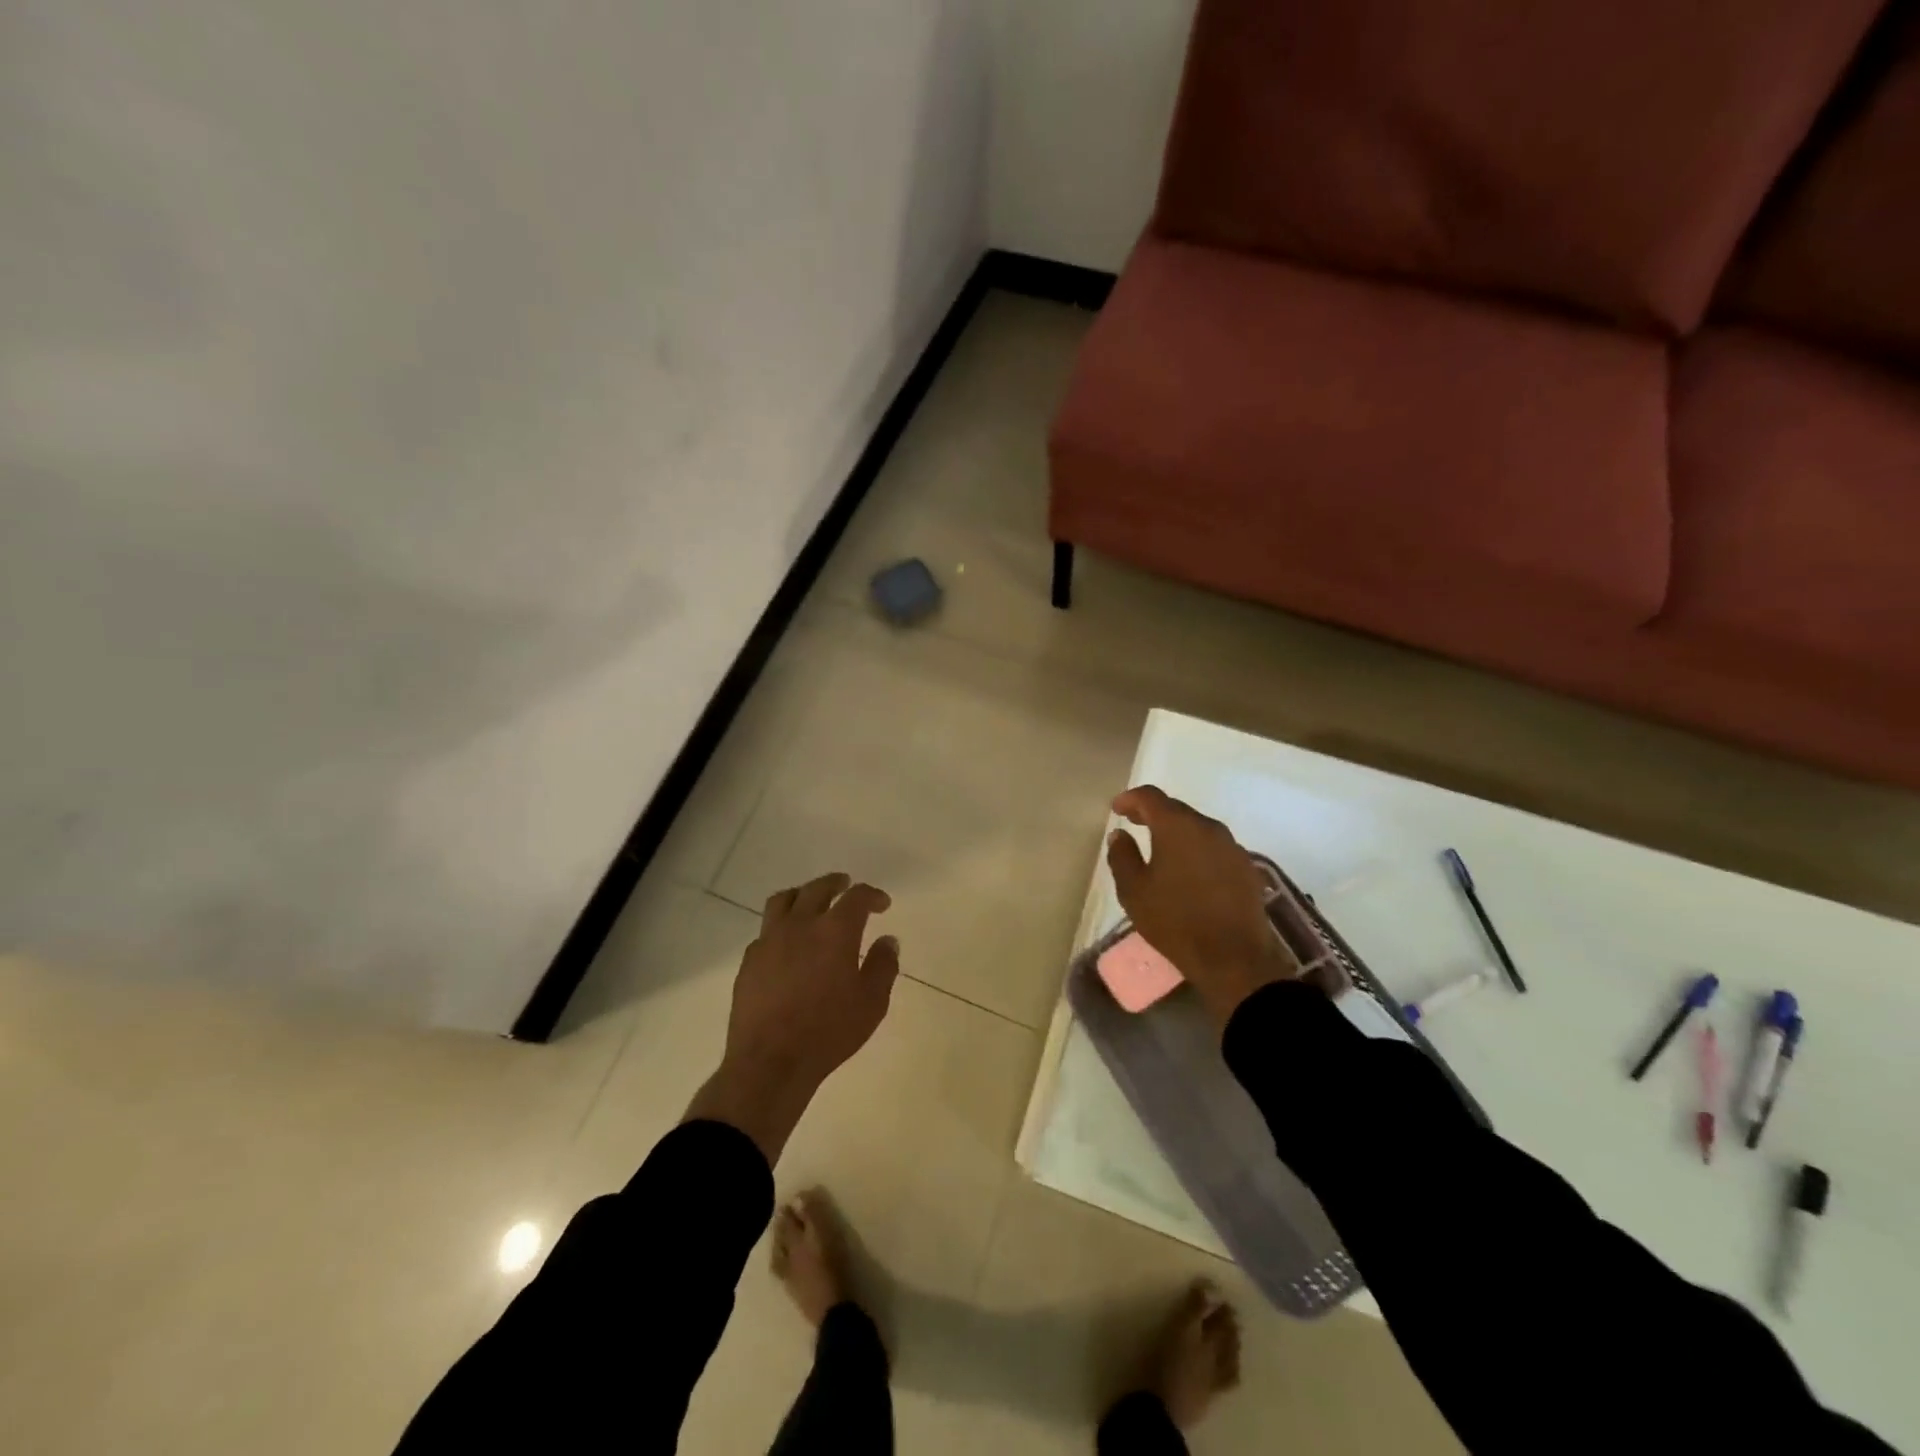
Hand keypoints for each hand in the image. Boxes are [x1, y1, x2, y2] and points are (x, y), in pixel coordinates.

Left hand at [685, 873, 898, 1163]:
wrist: (770, 1062)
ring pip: (784, 900)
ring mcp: (769, 940)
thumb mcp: (872, 1003)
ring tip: (811, 901)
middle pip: (817, 888)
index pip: (856, 897)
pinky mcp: (749, 960)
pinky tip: (788, 943)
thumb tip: (888, 941)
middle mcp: (800, 924)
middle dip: (836, 883)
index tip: (882, 903)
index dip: (872, 895)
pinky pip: (766, 929)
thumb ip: (883, 966)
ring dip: (802, 894)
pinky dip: (781, 925)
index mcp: (835, 930)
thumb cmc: (829, 1032)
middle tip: (846, 885)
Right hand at [1106, 786, 1297, 1027]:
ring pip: (1198, 829)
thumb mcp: (1134, 891)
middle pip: (1177, 810)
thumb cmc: (1175, 921)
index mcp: (1177, 827)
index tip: (1117, 808)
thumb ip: (1122, 856)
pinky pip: (1215, 848)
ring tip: (1161, 849)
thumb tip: (1120, 835)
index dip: (1131, 798)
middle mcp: (1208, 827)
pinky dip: (1197, 850)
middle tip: (1135, 824)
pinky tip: (1189, 870)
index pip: (1150, 797)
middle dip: (1154, 814)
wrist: (1233, 958)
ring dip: (1177, 833)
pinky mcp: (1247, 868)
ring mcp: (1232, 847)